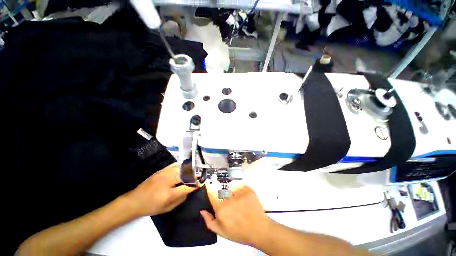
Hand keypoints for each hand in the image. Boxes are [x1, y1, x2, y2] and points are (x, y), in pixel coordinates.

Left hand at [125, 163, 196, 216]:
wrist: (134, 200)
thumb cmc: (151, 207)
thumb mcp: (167, 208)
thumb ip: (181, 198)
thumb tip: (190, 189)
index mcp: (168, 193)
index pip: (187, 187)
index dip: (195, 185)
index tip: (201, 184)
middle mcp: (167, 181)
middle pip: (185, 174)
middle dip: (194, 176)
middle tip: (197, 178)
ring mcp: (164, 173)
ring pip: (181, 168)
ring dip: (189, 170)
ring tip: (192, 173)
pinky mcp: (162, 170)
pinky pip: (175, 165)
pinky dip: (182, 166)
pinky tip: (184, 169)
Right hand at [200, 185, 274, 246]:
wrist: (259, 229)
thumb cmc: (239, 232)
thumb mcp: (221, 231)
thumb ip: (209, 220)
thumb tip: (202, 210)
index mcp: (221, 208)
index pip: (211, 192)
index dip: (208, 187)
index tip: (207, 184)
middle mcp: (230, 198)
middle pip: (222, 190)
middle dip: (222, 195)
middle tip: (229, 204)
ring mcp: (240, 192)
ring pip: (231, 188)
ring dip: (232, 193)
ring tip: (237, 202)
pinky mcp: (248, 189)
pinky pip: (239, 186)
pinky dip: (240, 191)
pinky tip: (243, 200)